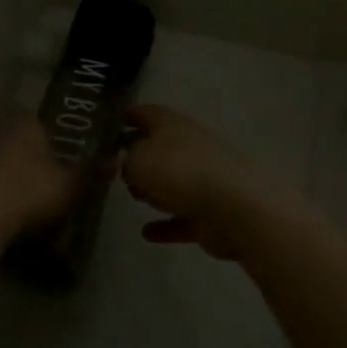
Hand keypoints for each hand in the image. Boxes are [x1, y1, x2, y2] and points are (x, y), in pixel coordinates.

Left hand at [0, 119, 81, 239]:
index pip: (41, 124)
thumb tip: (115, 158)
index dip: (50, 143)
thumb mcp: (71, 186)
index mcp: (26, 122)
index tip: (56, 164)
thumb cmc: (30, 192)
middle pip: (14, 138)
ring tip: (14, 198)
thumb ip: (92, 173)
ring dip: (0, 171)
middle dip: (24, 156)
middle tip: (37, 182)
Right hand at [123, 105, 277, 259]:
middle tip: (116, 169)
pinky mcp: (211, 213)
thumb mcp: (137, 159)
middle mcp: (190, 147)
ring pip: (174, 181)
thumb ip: (126, 160)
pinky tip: (147, 234)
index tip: (111, 124)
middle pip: (161, 148)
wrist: (234, 207)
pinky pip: (183, 218)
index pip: (147, 113)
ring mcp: (204, 180)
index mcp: (173, 125)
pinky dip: (166, 225)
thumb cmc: (179, 171)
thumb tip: (128, 164)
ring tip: (133, 197)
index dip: (129, 116)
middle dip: (140, 157)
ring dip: (156, 189)